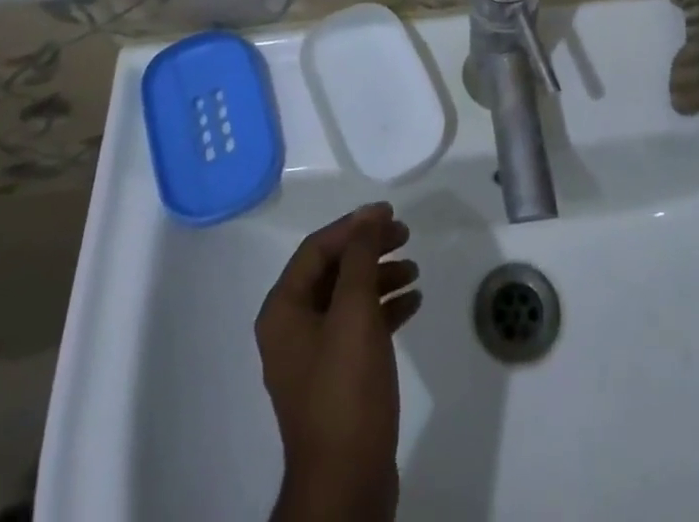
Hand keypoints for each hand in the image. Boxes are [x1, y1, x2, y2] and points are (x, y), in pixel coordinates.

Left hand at [257, 203, 421, 521]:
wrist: (346, 485)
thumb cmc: (345, 389)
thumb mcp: (354, 313)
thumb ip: (361, 257)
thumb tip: (368, 213)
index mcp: (283, 310)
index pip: (317, 248)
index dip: (354, 225)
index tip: (390, 213)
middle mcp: (292, 327)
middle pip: (333, 270)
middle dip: (369, 249)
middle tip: (406, 236)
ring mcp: (314, 355)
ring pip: (348, 298)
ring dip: (380, 277)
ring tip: (415, 270)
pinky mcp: (337, 378)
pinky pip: (359, 328)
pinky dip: (384, 310)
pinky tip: (413, 303)